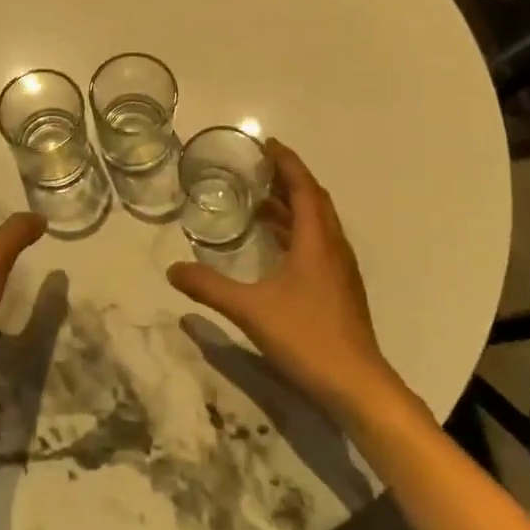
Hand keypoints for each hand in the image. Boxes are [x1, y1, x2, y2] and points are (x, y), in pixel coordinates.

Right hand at [167, 138, 403, 424]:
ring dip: (293, 206)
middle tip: (259, 168)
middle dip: (289, 179)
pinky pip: (318, 243)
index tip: (267, 145)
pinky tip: (275, 245)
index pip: (304, 189)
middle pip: (314, 201)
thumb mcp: (250, 310)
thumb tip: (172, 269)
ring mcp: (339, 270)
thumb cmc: (307, 337)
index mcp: (315, 242)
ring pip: (318, 223)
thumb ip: (209, 288)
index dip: (287, 163)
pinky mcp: (339, 289)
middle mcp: (332, 248)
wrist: (357, 385)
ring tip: (261, 200)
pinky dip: (296, 231)